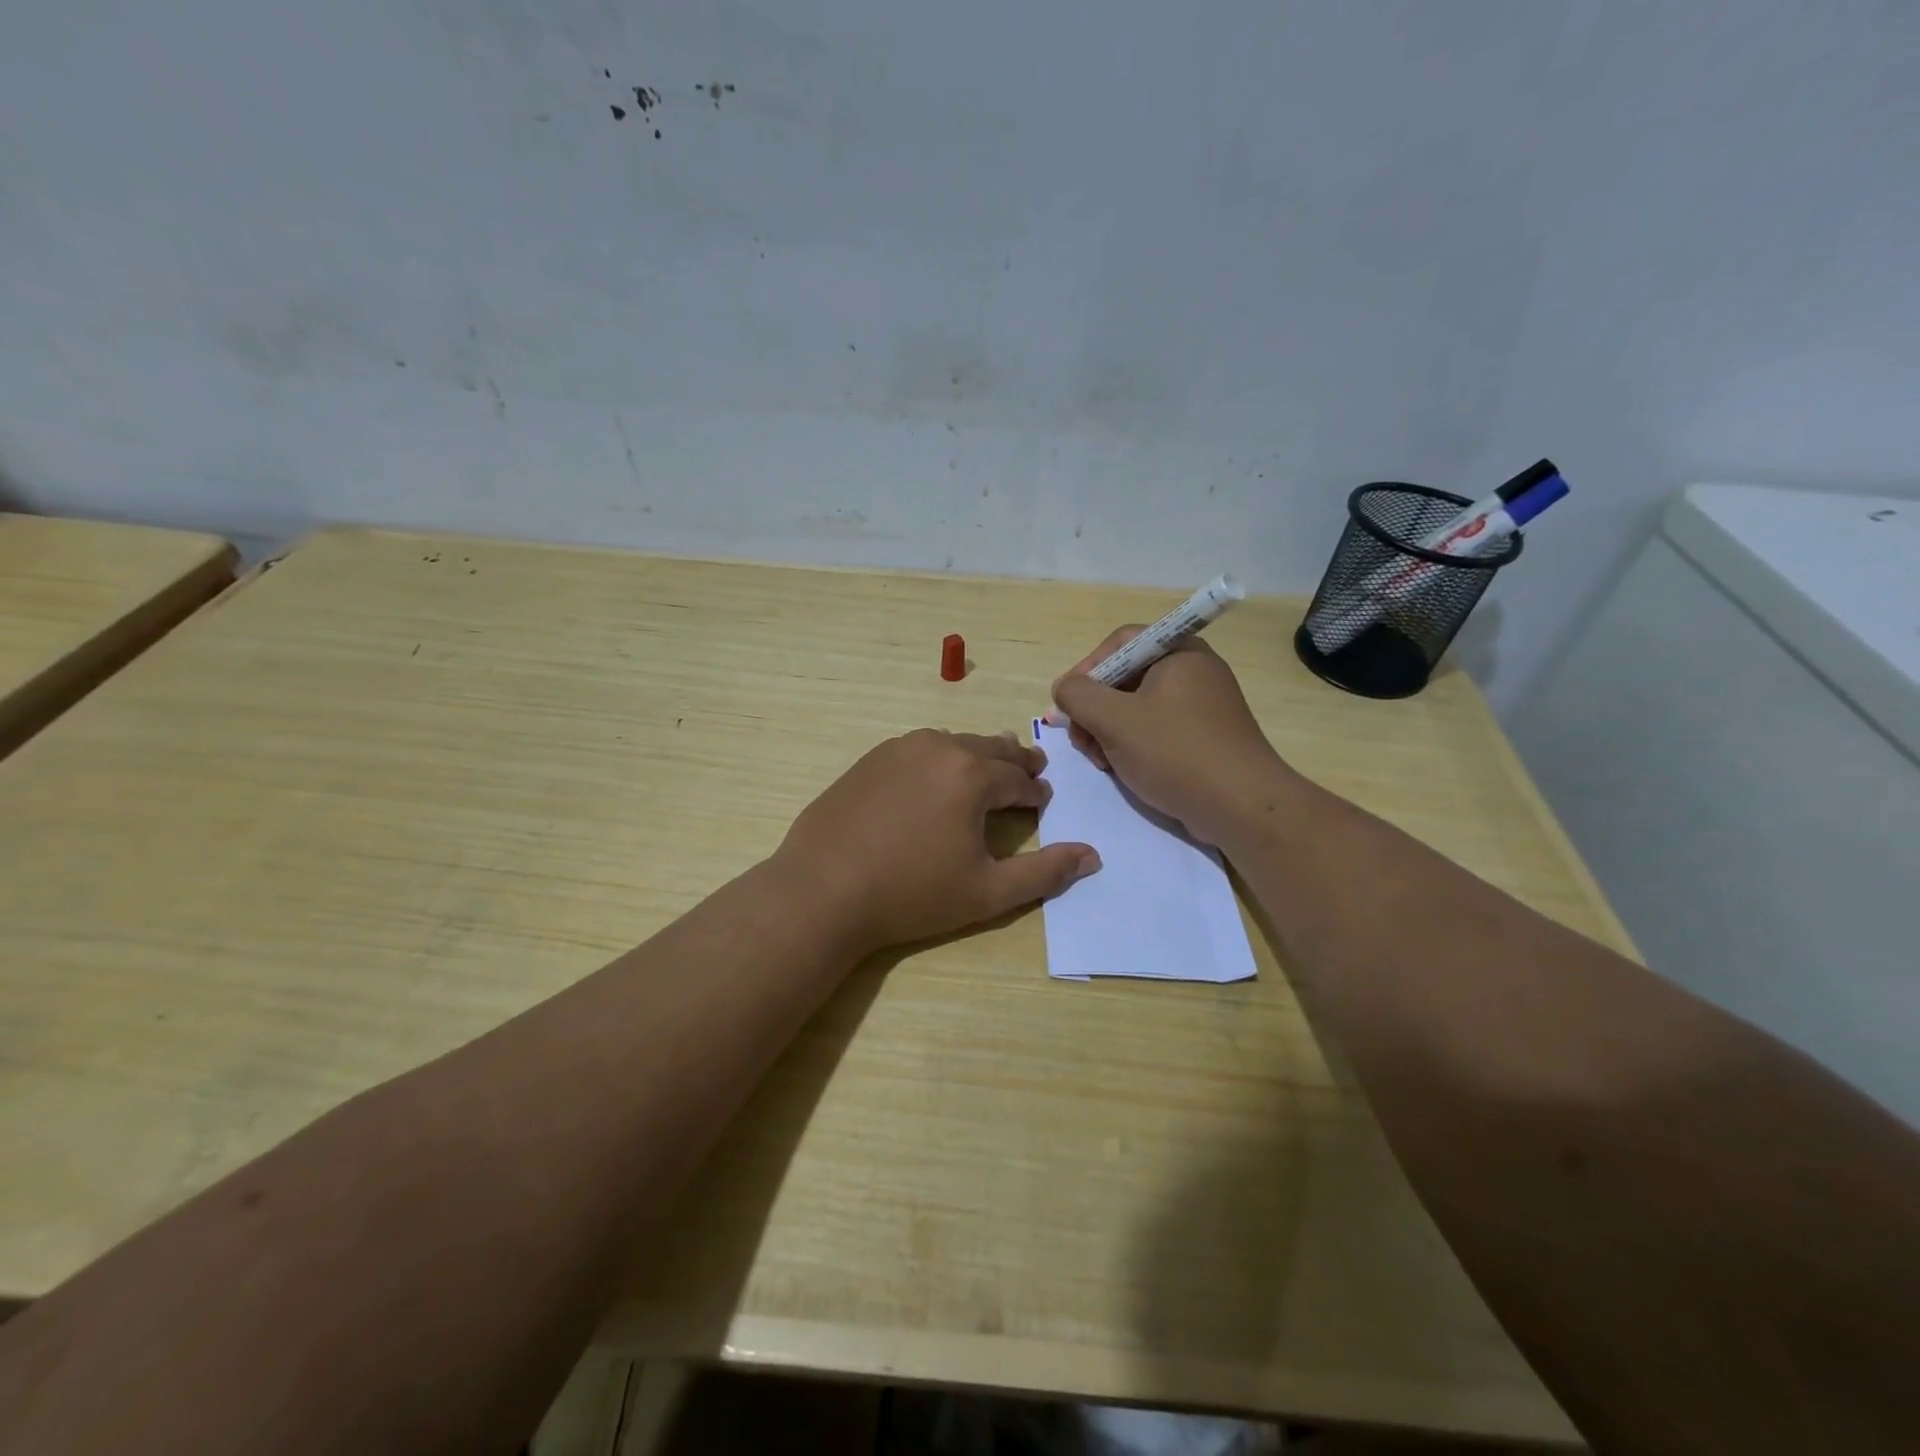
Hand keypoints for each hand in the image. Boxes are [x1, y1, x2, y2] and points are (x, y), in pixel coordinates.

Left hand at [773, 729, 1101, 957]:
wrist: (823, 890)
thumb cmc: (911, 894)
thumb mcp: (987, 891)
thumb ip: (1045, 872)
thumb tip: (1092, 856)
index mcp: (972, 774)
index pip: (1019, 778)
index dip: (1035, 791)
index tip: (1043, 798)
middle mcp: (939, 747)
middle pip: (990, 748)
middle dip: (1014, 760)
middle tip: (1031, 765)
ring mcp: (898, 749)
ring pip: (953, 743)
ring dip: (976, 754)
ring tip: (987, 764)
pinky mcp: (869, 760)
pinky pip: (918, 750)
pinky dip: (938, 757)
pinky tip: (934, 776)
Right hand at [1050, 629, 1292, 846]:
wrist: (1242, 807)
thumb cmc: (1176, 753)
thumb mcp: (1115, 720)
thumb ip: (1078, 696)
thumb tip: (1063, 688)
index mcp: (1178, 653)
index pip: (1119, 643)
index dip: (1087, 669)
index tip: (1067, 703)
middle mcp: (1193, 671)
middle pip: (1125, 676)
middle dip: (1094, 708)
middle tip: (1081, 741)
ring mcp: (1201, 706)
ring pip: (1136, 707)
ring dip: (1108, 731)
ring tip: (1100, 761)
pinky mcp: (1203, 737)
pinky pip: (1156, 729)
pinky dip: (1132, 745)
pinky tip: (1122, 770)